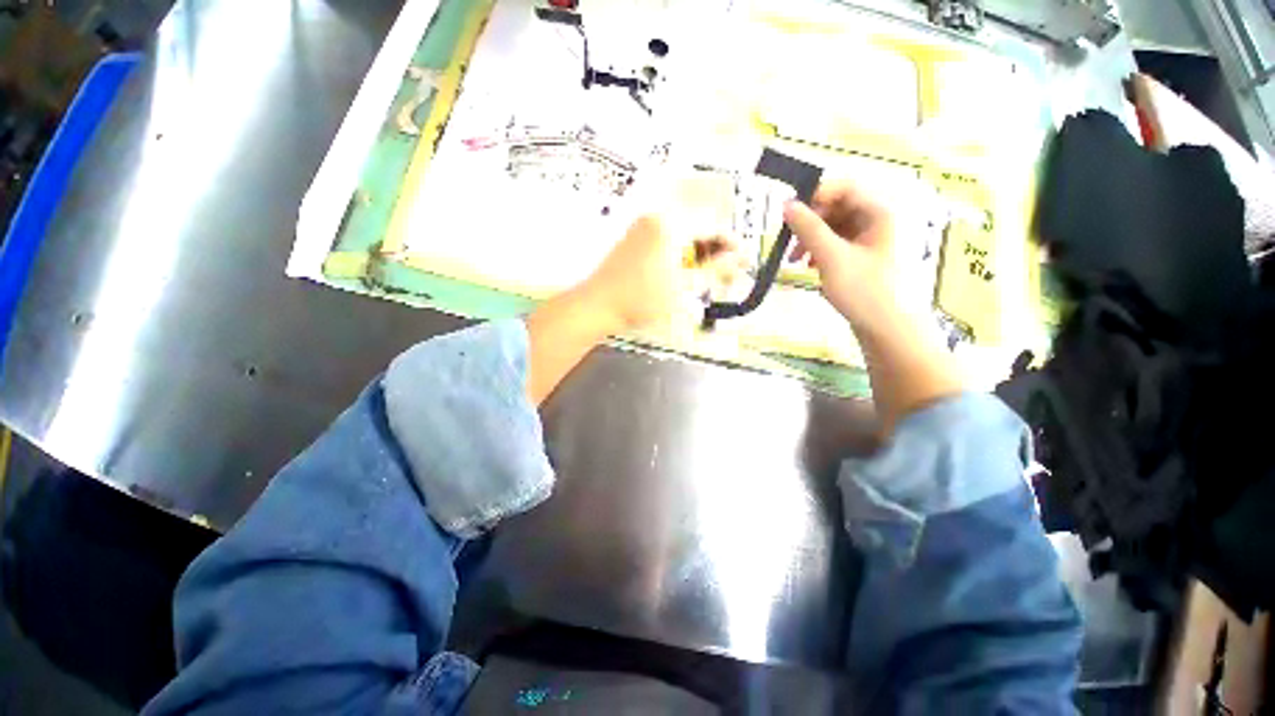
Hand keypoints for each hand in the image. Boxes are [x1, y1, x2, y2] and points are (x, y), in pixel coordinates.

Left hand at [580, 215, 737, 331]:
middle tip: (728, 274)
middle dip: (716, 251)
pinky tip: (688, 273)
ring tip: (710, 277)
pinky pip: (668, 240)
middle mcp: (657, 217)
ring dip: (700, 254)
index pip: (712, 226)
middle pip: (698, 228)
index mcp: (670, 224)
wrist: (597, 306)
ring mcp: (644, 227)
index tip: (745, 261)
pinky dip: (682, 255)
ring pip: (683, 235)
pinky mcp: (636, 239)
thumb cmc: (642, 299)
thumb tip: (741, 258)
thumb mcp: (683, 286)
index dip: (732, 244)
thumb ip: (715, 269)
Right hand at [786, 181, 962, 432]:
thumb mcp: (831, 257)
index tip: (789, 213)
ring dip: (811, 238)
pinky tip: (809, 266)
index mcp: (878, 212)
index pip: (843, 187)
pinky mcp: (861, 256)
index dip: (814, 195)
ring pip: (833, 226)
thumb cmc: (864, 290)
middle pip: (836, 206)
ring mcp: (869, 239)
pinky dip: (819, 250)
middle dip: (809, 222)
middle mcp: (876, 220)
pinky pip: (836, 243)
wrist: (887, 328)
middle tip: (789, 242)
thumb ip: (808, 228)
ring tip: (796, 259)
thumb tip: (786, 204)